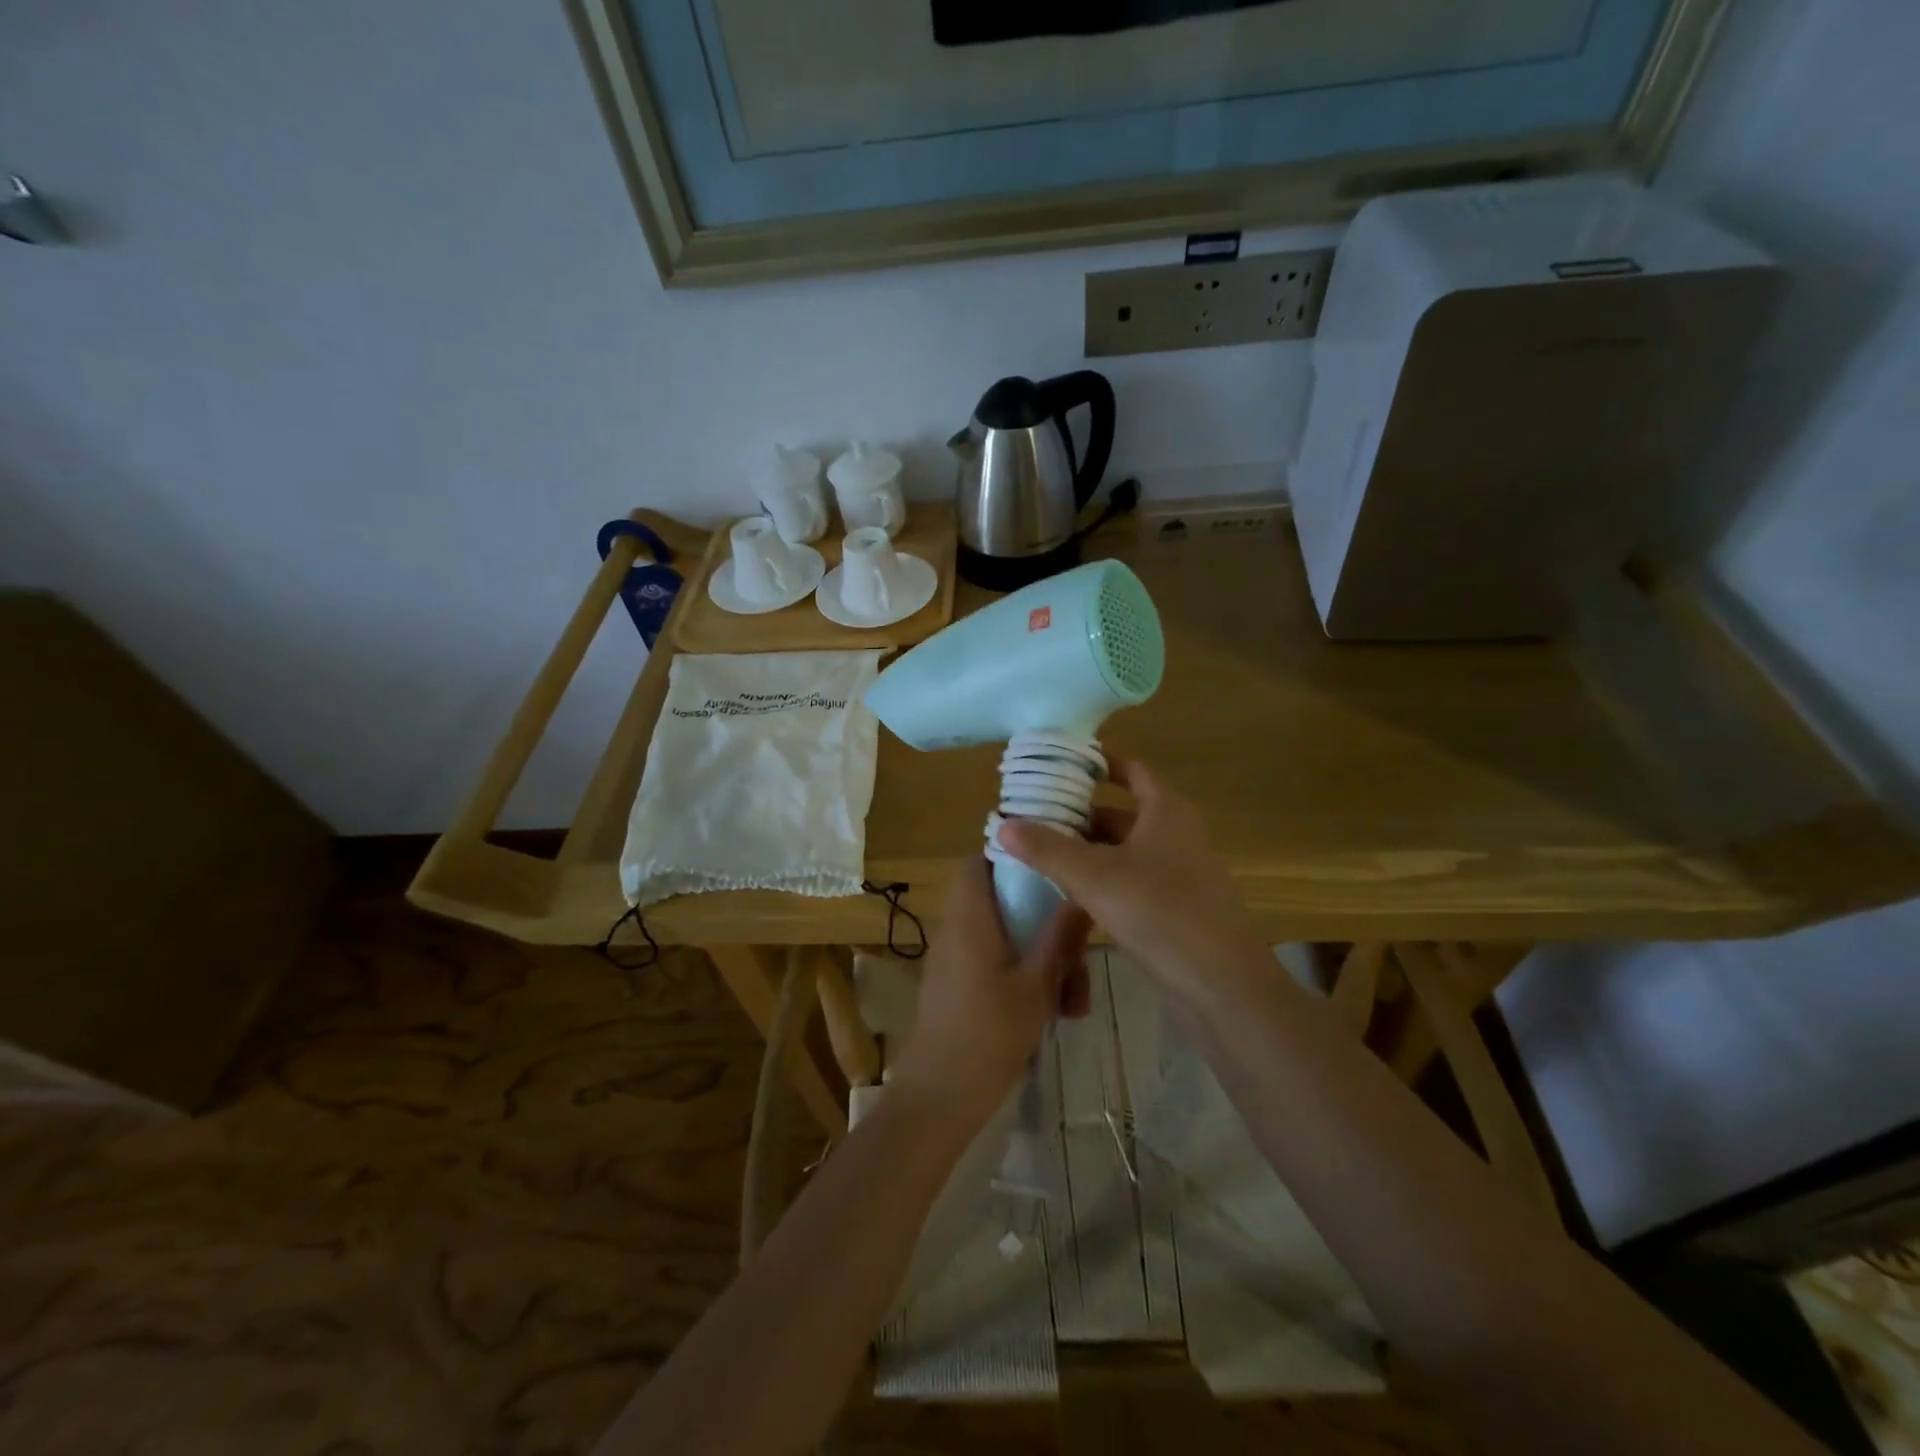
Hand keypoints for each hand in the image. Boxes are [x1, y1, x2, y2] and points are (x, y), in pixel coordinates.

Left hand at [888, 856, 1091, 1127]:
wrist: (939, 1097)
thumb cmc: (988, 1034)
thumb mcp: (1037, 985)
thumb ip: (1059, 937)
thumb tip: (1081, 894)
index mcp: (971, 918)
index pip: (979, 862)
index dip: (1012, 857)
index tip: (1053, 870)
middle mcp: (958, 931)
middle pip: (1003, 903)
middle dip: (1046, 924)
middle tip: (1079, 954)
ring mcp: (956, 960)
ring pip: (1007, 939)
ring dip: (1043, 959)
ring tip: (1076, 1002)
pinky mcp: (958, 987)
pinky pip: (996, 964)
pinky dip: (1025, 978)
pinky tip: (1056, 1013)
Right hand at [996, 755, 1262, 1006]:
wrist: (1221, 983)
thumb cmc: (1160, 912)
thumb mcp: (1094, 877)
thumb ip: (1047, 849)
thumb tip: (1003, 824)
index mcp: (1166, 811)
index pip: (1130, 770)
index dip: (1097, 764)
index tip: (1059, 767)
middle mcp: (1175, 833)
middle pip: (1120, 813)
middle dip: (1079, 816)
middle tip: (1034, 819)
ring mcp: (1178, 872)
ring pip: (1123, 850)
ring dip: (1087, 851)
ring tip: (1041, 856)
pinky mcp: (1175, 906)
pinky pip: (1131, 880)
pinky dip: (1102, 879)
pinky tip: (1070, 894)